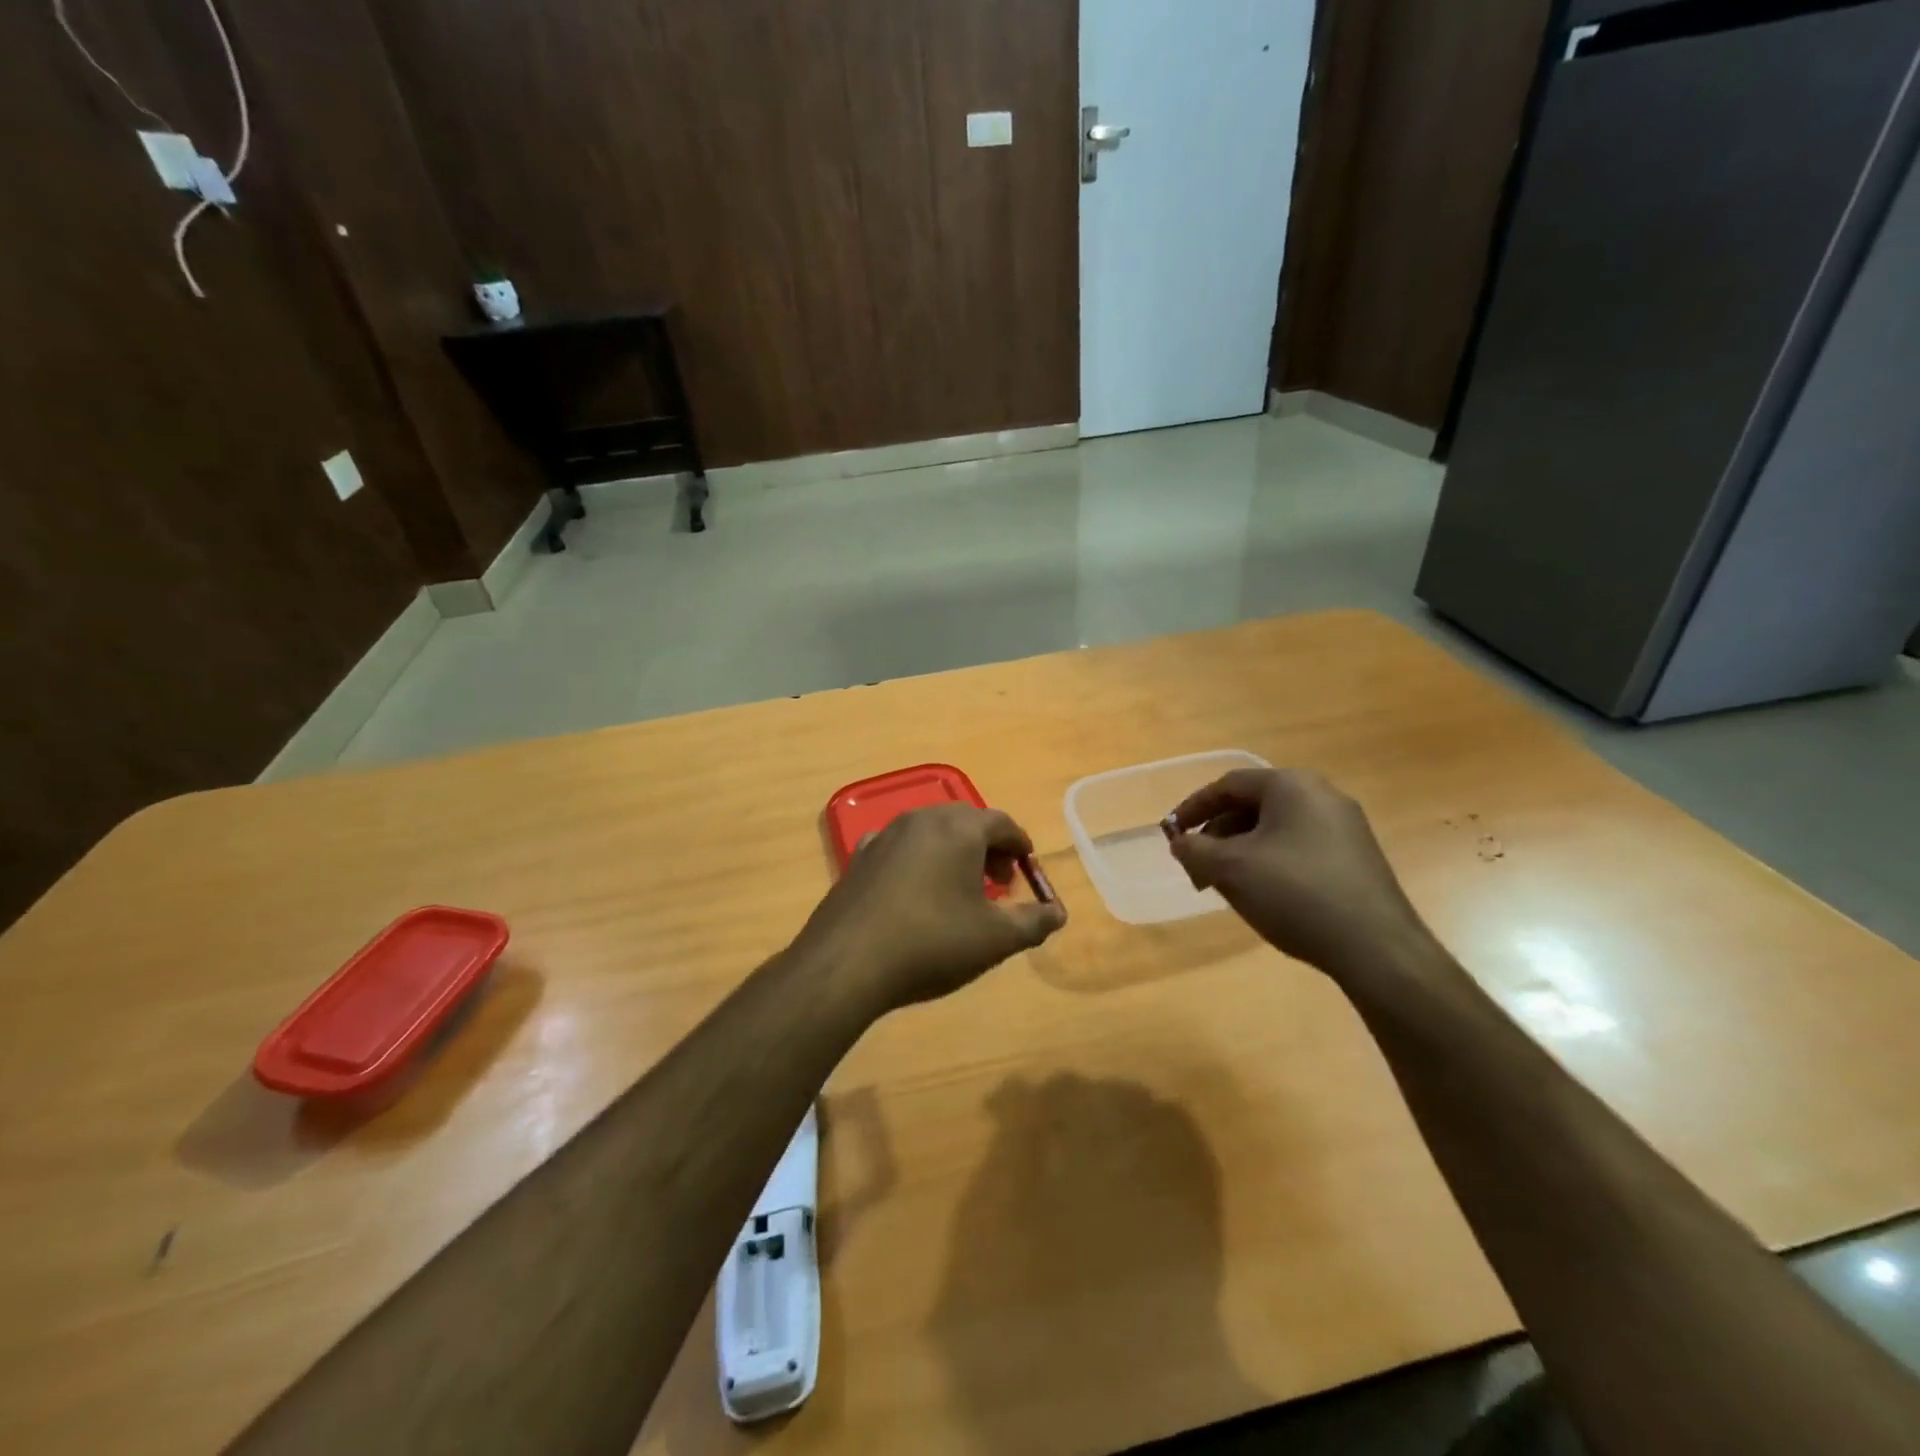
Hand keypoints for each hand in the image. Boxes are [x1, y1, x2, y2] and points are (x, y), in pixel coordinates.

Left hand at [795, 804, 1067, 1013]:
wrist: (847, 963)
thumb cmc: (932, 943)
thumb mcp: (995, 939)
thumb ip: (1033, 922)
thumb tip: (1058, 913)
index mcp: (959, 828)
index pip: (1002, 823)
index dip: (1020, 845)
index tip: (1026, 868)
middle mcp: (921, 819)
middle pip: (966, 822)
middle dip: (988, 847)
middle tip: (998, 883)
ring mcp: (885, 835)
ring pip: (931, 832)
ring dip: (953, 852)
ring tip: (960, 890)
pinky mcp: (859, 857)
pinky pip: (900, 848)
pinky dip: (918, 861)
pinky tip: (917, 892)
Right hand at [1166, 768, 1431, 981]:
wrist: (1377, 948)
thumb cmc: (1295, 894)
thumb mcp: (1230, 869)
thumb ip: (1194, 850)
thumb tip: (1180, 842)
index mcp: (1291, 786)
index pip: (1228, 784)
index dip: (1193, 807)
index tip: (1171, 833)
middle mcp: (1322, 795)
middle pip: (1253, 805)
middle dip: (1217, 835)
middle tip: (1196, 867)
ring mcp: (1345, 827)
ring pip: (1275, 829)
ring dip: (1241, 851)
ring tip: (1224, 885)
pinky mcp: (1357, 858)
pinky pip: (1299, 847)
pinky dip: (1270, 861)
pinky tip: (1262, 894)